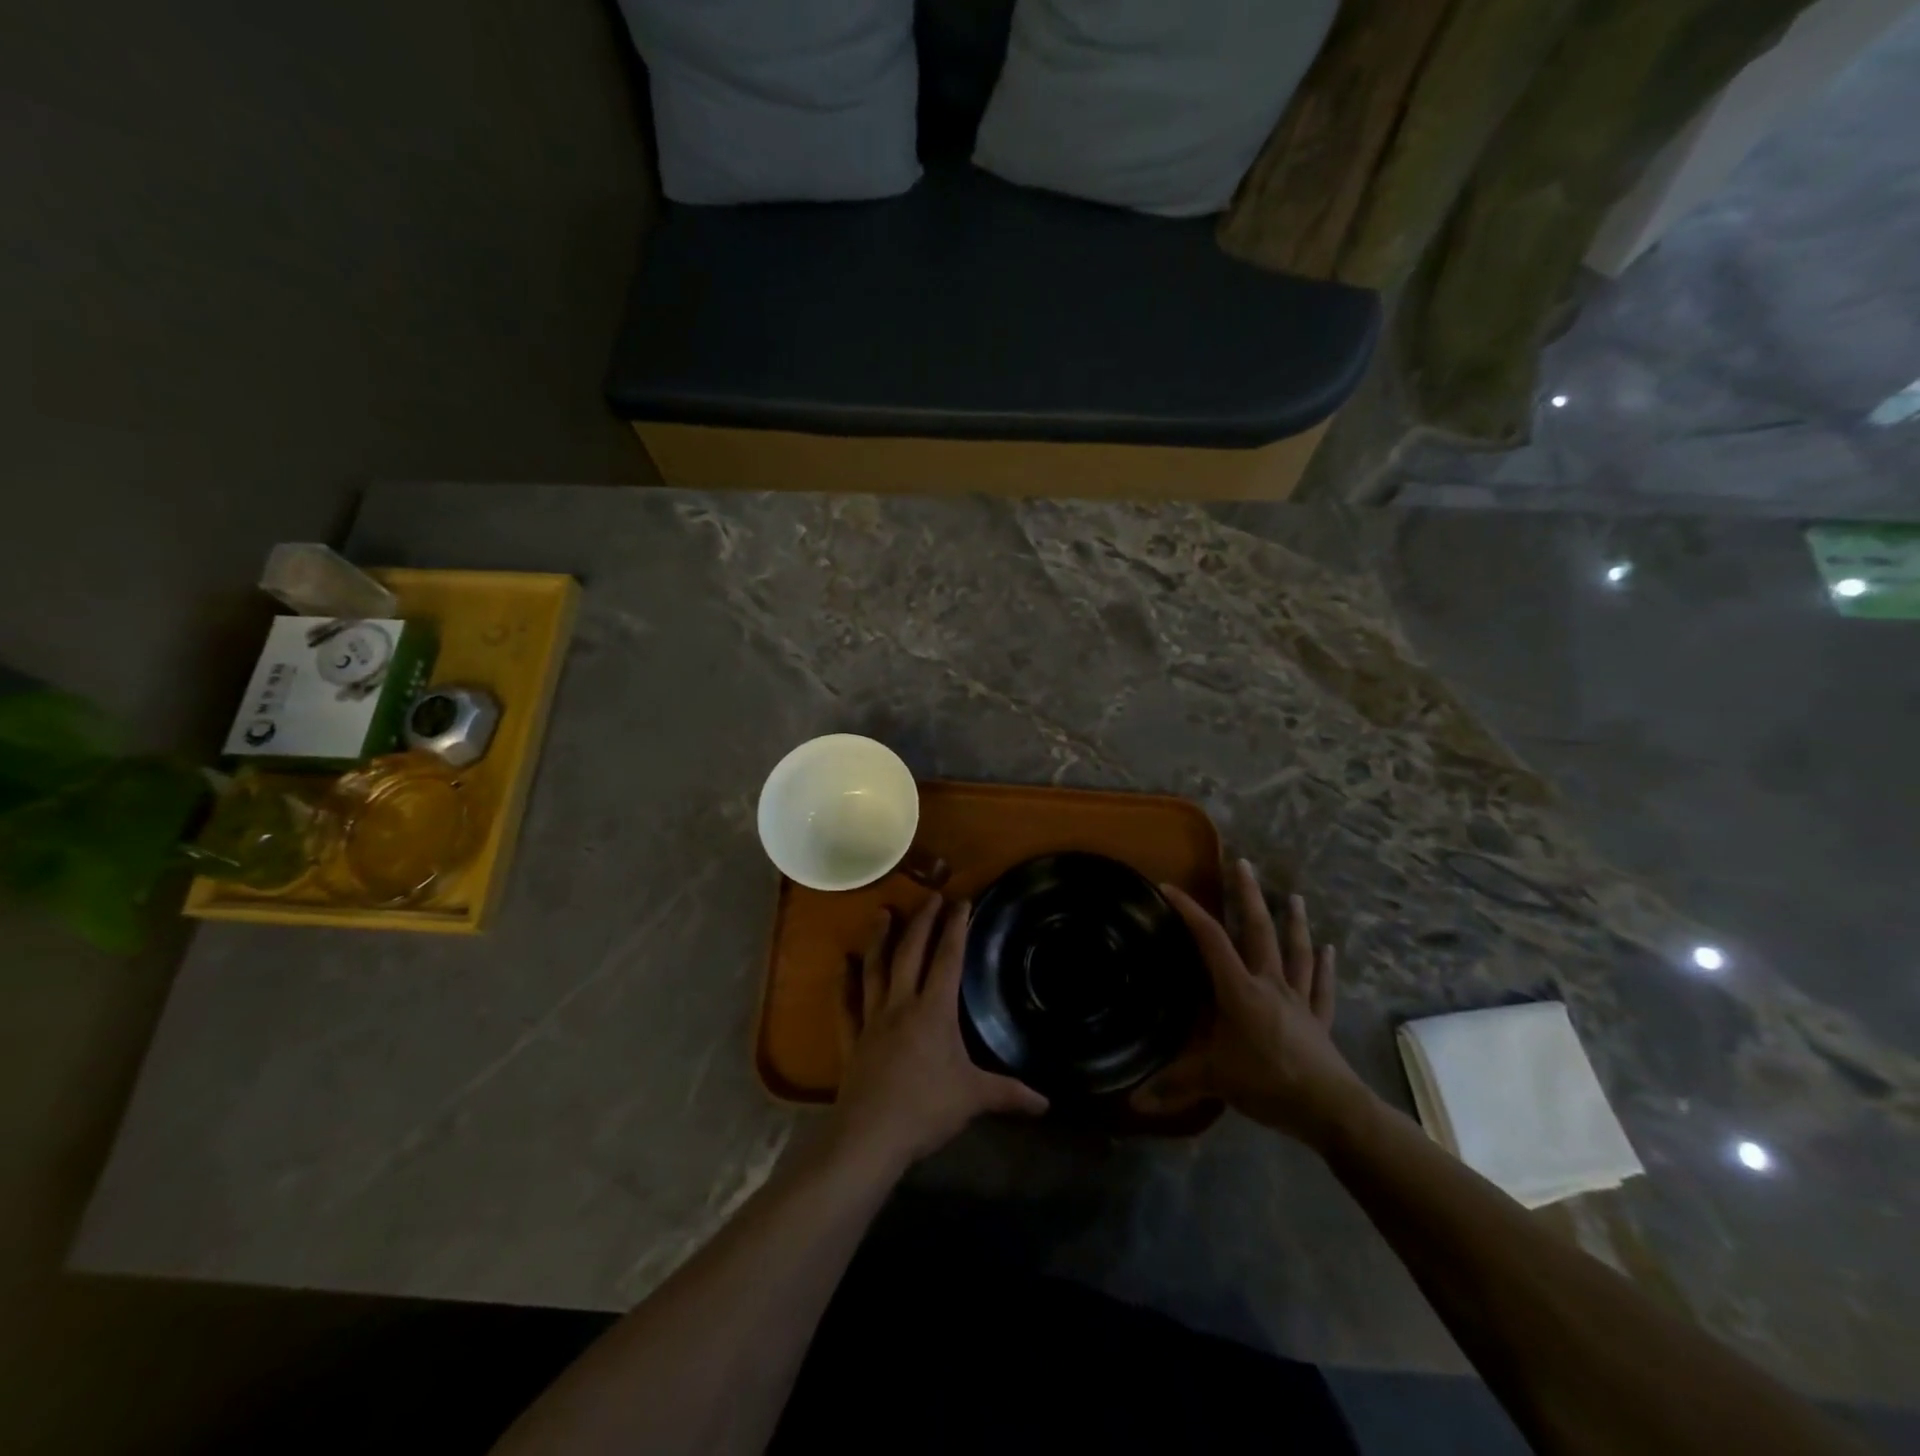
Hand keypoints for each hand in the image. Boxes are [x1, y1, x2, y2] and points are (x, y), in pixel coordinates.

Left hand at [831, 894, 1047, 1172]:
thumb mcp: (974, 1098)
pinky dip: (843, 982)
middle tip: (930, 896)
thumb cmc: (926, 1109)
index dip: (956, 928)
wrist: (870, 1135)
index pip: (948, 958)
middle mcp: (902, 1004)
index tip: (961, 901)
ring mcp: (872, 1020)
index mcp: (934, 1011)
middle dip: (922, 922)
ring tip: (883, 913)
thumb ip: (1009, 1094)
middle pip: (911, 953)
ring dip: (879, 939)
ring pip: (875, 969)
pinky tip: (842, 964)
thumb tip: (1046, 1103)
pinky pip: (846, 1004)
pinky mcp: (851, 1040)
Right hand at [1133, 859, 1370, 1145]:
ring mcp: (1298, 1000)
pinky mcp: (1318, 1020)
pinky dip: (1324, 968)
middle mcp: (1269, 983)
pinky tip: (1329, 950)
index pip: (1210, 940)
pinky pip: (1321, 987)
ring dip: (1294, 922)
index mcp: (1239, 989)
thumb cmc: (1267, 1082)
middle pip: (1258, 931)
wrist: (1329, 1108)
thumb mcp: (1213, 1080)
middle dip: (1247, 895)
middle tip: (1242, 863)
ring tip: (1294, 896)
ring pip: (1295, 952)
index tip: (1170, 887)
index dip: (1189, 911)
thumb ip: (1173, 1085)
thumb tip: (1131, 1101)